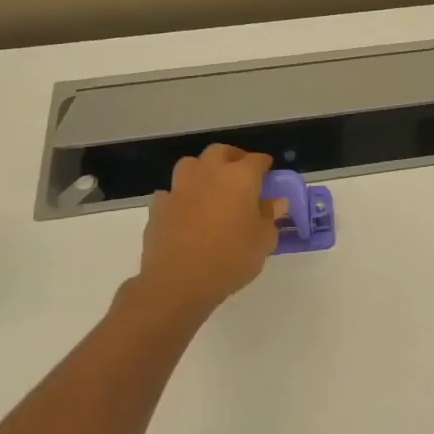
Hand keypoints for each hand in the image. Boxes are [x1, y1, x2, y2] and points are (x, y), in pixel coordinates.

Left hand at [132, 144, 285, 313]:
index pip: (256, 160)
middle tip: (241, 172)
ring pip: (191, 165)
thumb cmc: (231, 258)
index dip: (264, 164)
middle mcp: (208, 174)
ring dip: (202, 170)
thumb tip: (275, 203)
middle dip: (232, 157)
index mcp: (239, 177)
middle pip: (220, 151)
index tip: (269, 172)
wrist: (178, 281)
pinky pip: (171, 193)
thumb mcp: (263, 241)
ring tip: (210, 187)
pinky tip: (185, 211)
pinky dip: (180, 197)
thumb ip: (269, 217)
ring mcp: (180, 188)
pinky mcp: (159, 207)